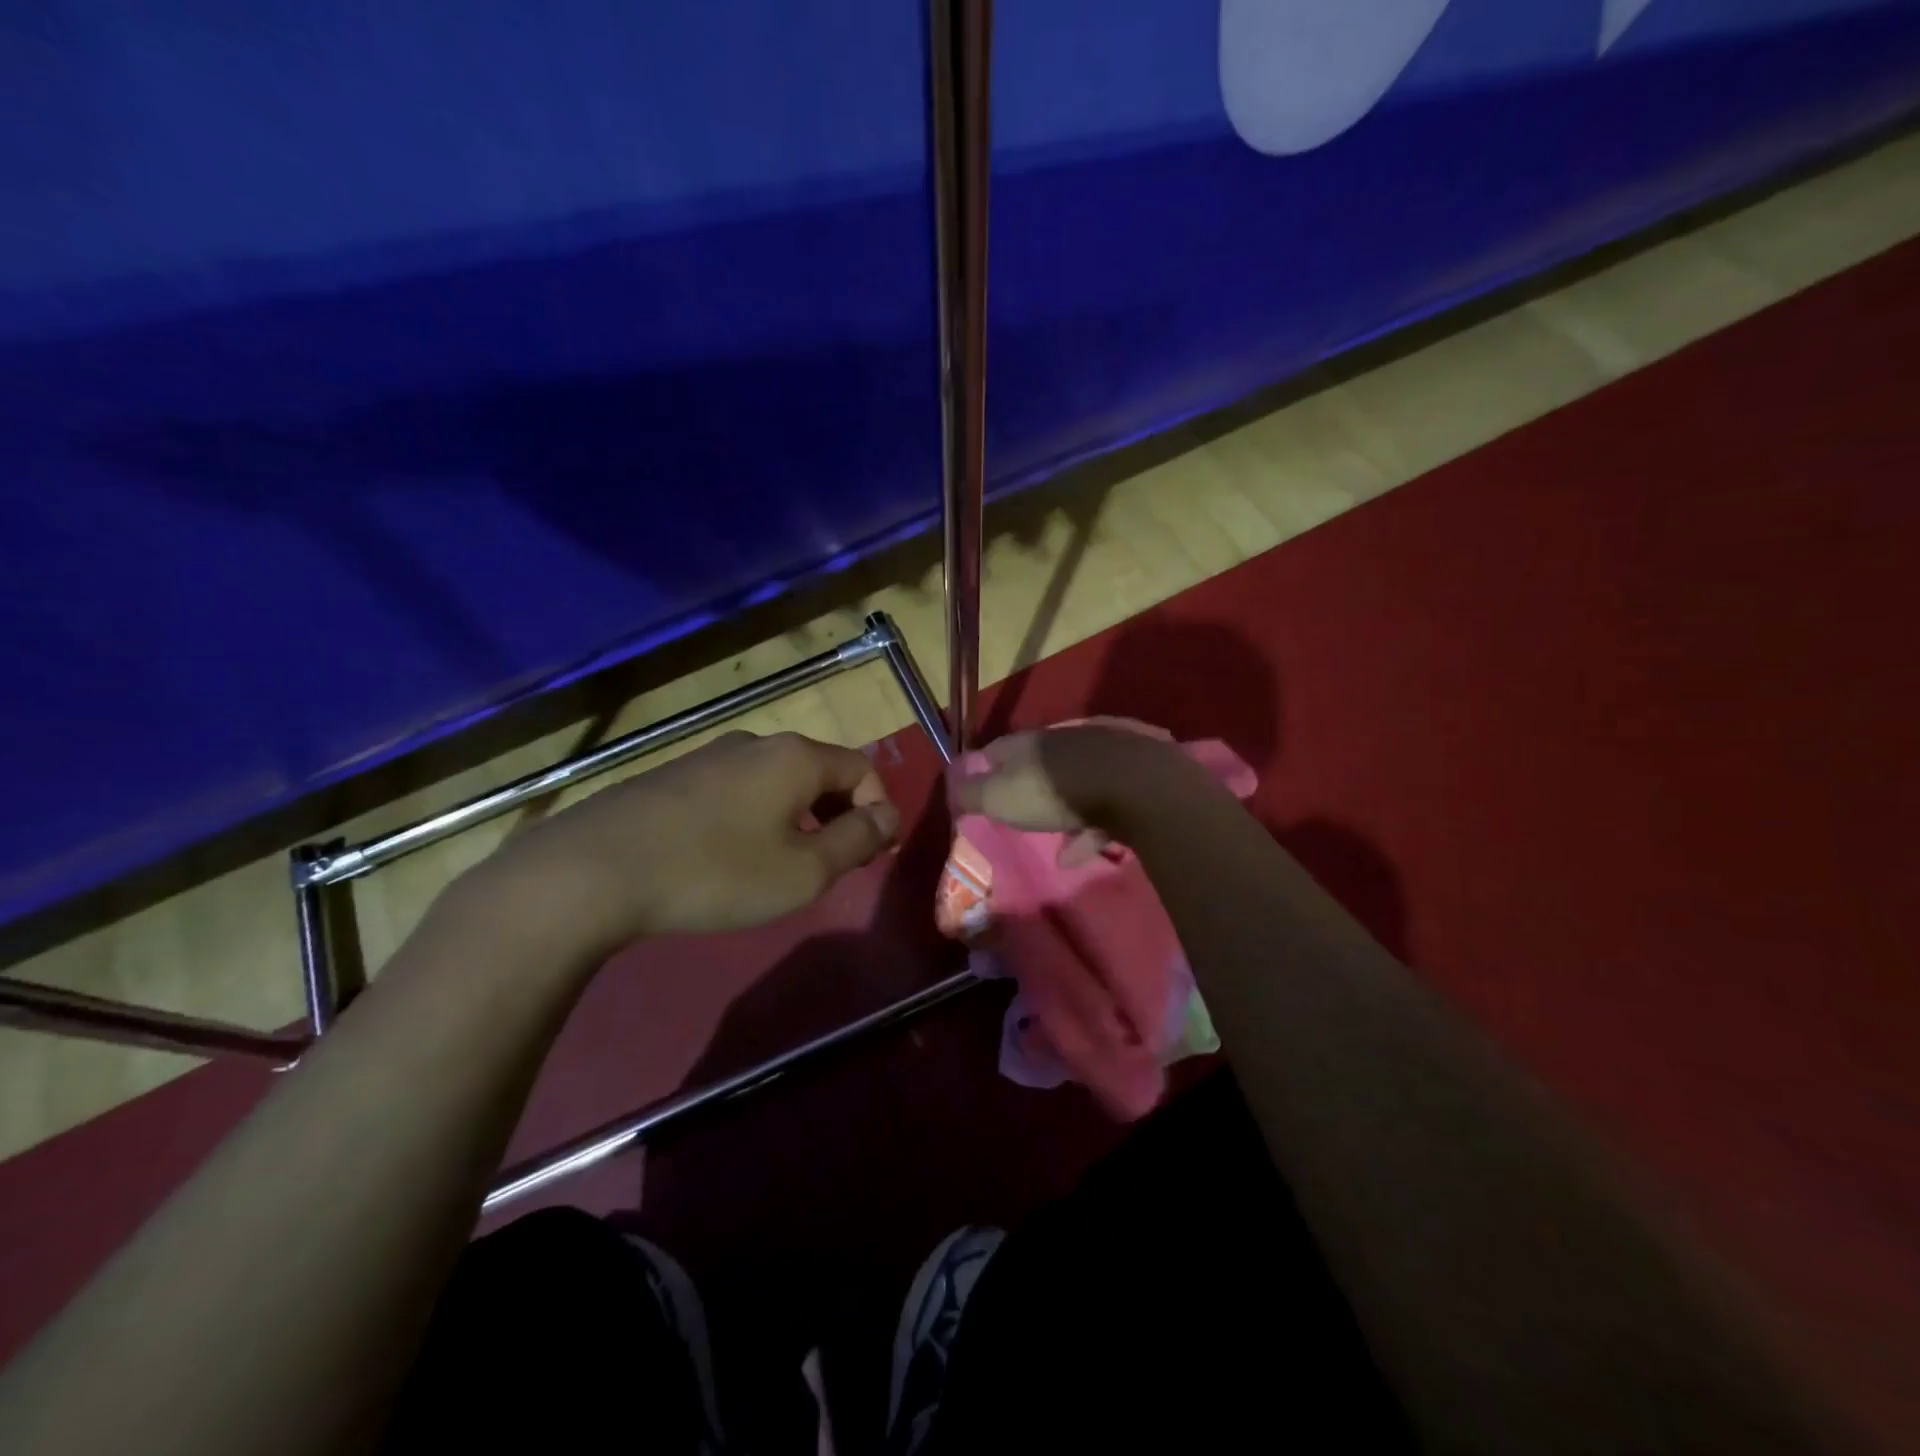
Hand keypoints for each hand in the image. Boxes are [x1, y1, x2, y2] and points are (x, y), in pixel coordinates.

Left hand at [472, 730, 900, 956]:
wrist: (594, 870)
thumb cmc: (716, 872)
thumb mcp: (803, 871)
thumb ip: (856, 841)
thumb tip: (887, 816)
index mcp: (795, 757)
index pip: (862, 768)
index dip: (878, 809)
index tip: (874, 854)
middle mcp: (756, 744)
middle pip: (820, 771)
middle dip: (839, 814)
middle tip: (837, 862)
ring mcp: (709, 756)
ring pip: (776, 781)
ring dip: (798, 817)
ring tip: (786, 864)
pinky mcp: (673, 777)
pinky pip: (737, 791)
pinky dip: (756, 817)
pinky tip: (732, 856)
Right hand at [947, 722, 1201, 847]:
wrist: (1136, 786)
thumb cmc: (1056, 791)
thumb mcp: (1000, 797)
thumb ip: (972, 792)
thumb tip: (954, 785)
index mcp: (1032, 741)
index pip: (999, 748)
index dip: (986, 768)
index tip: (980, 787)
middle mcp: (1067, 738)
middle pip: (1042, 761)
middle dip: (1031, 785)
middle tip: (1023, 811)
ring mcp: (1106, 751)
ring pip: (1078, 780)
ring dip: (1066, 809)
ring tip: (1060, 845)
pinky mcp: (1138, 769)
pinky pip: (1109, 800)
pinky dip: (1095, 825)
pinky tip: (1087, 852)